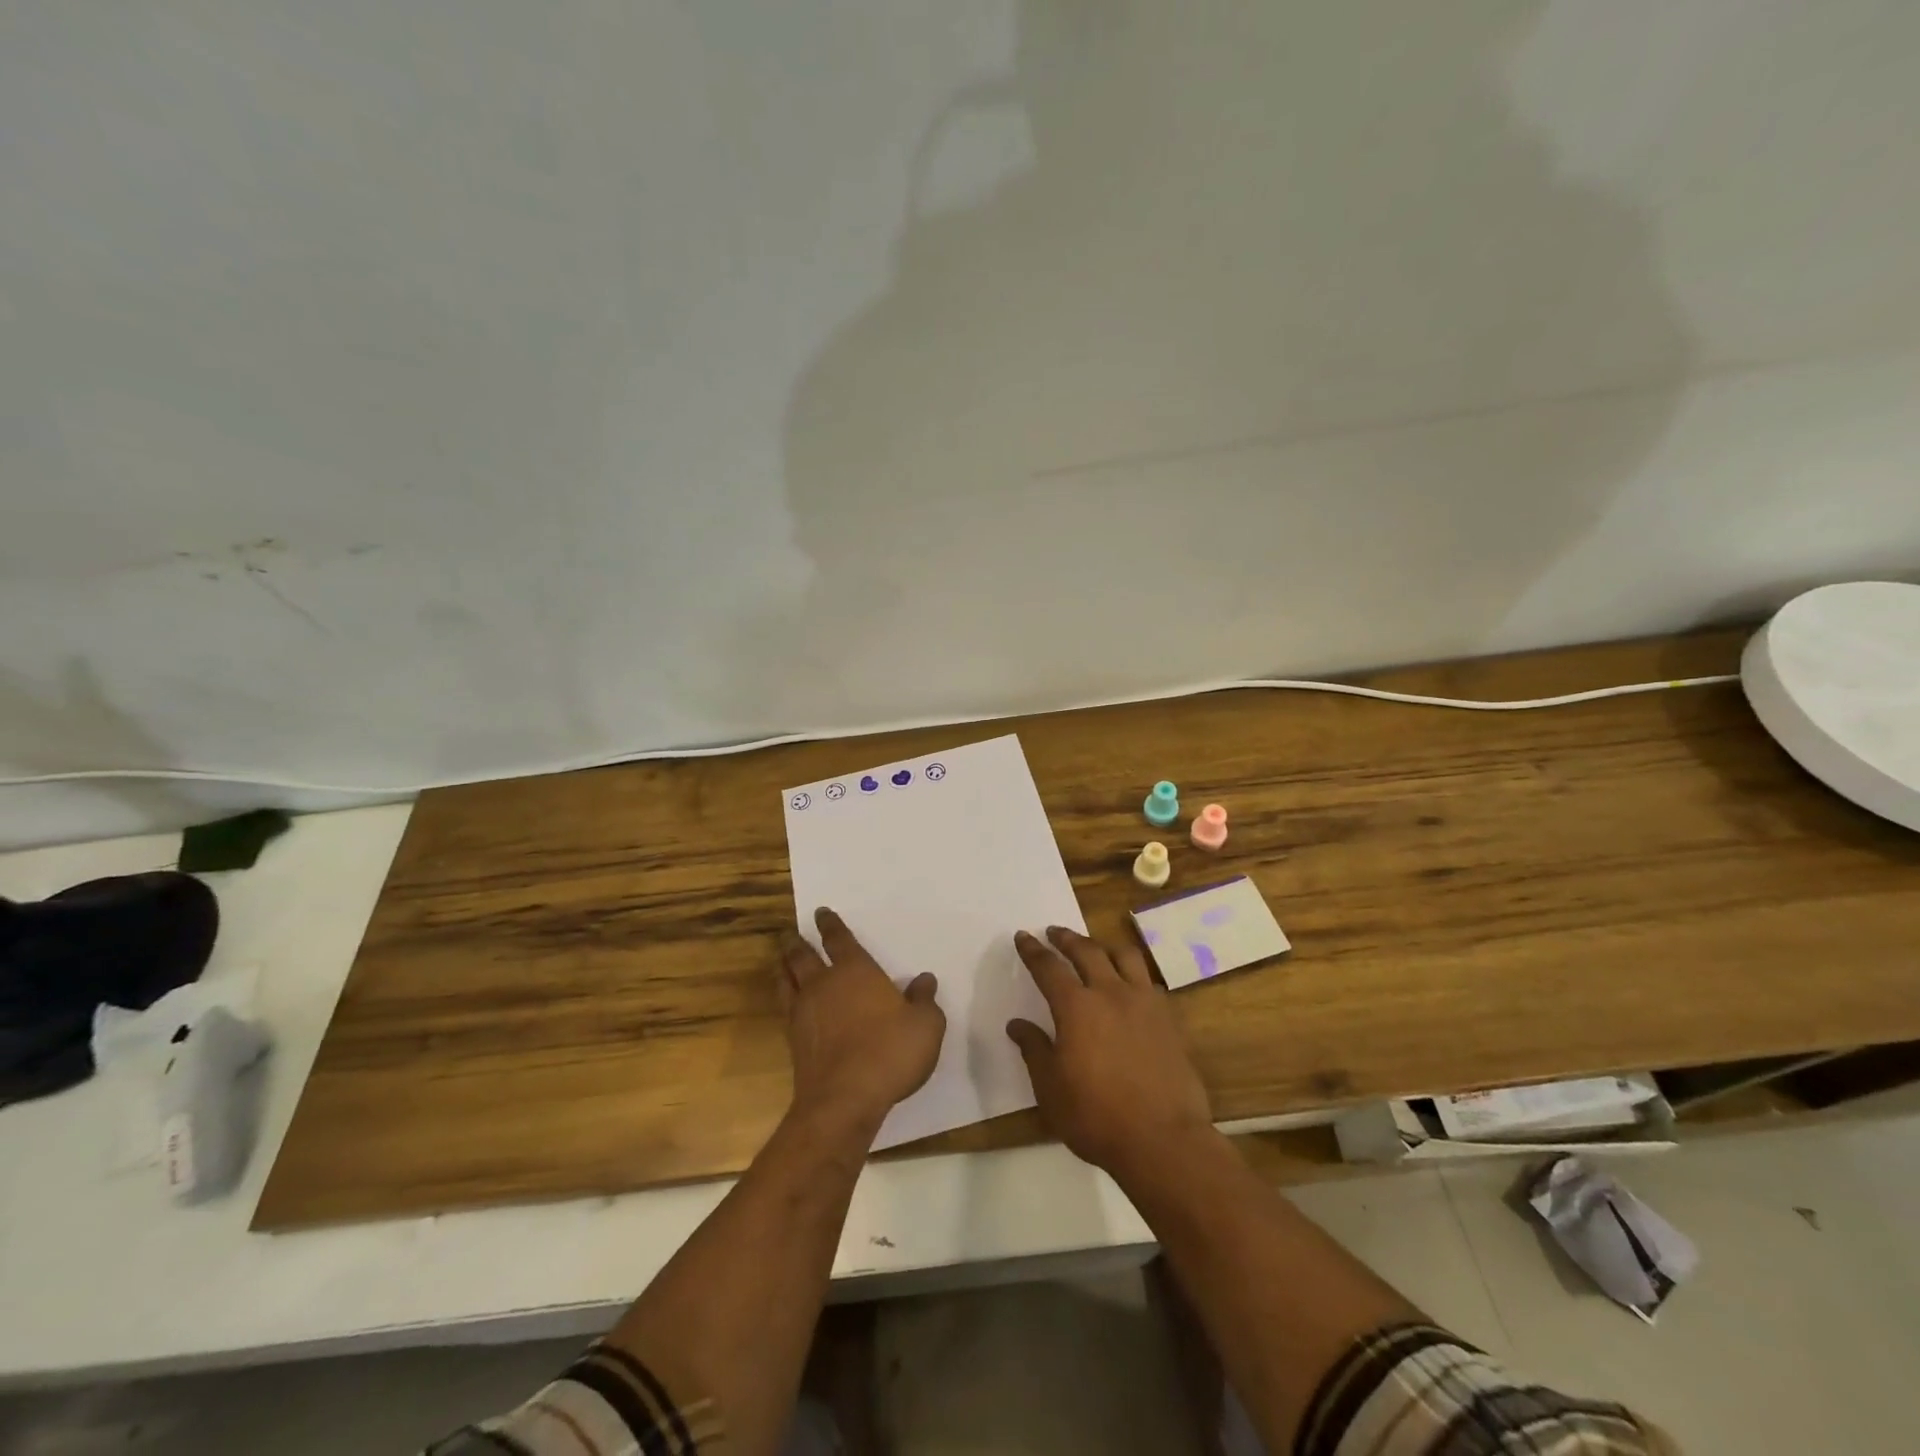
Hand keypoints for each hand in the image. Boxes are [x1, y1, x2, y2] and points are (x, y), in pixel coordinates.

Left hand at [780, 907, 945, 1136]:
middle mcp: (825, 984)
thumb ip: (924, 1000)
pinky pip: (785, 1007)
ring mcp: (804, 1012)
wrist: (844, 1100)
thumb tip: (925, 980)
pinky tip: (788, 1001)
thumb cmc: (890, 1053)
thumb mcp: (925, 1026)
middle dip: (797, 942)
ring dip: (783, 966)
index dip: (830, 924)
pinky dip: (784, 996)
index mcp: (856, 971)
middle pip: (803, 955)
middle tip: (790, 934)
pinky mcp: (794, 1041)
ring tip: (781, 959)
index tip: (821, 913)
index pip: (839, 939)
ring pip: (787, 979)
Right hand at [1007, 926, 1212, 1178]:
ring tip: (1095, 947)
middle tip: (1054, 932)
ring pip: (1125, 956)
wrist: (1163, 1139)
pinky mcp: (1169, 1019)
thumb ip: (1034, 1049)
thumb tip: (1017, 1024)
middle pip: (1087, 951)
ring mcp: (1145, 1003)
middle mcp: (1110, 993)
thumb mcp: (1051, 1088)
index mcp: (1076, 1007)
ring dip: (1104, 946)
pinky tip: (1131, 986)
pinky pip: (1149, 982)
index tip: (1023, 936)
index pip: (1048, 967)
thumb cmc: (1097, 1116)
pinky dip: (1134, 975)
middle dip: (1067, 938)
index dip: (1033, 950)